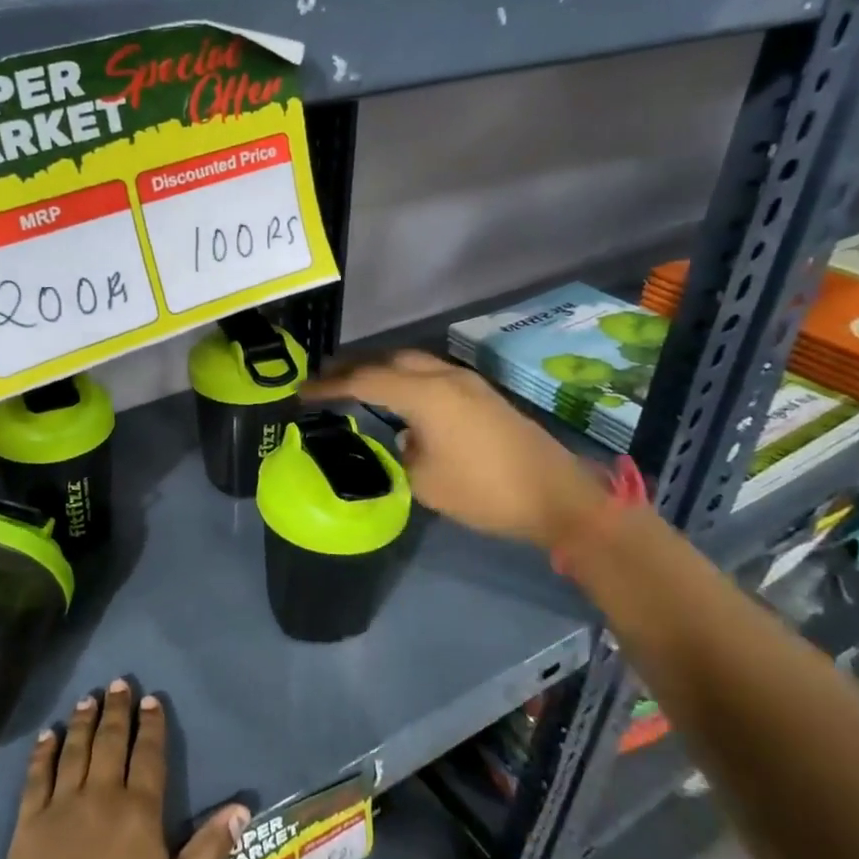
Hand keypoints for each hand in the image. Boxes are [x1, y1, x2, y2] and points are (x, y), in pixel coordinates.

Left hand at [0, 680, 248, 858]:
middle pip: (110, 741)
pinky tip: (48, 735)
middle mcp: (101, 795)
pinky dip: (43, 752)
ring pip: (75, 750)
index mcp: (139, 811)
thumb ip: (209, 849)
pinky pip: (38, 775)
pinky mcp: (30, 821)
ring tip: (88, 698)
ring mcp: (62, 805)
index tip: (151, 699)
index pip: (148, 755)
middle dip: (116, 710)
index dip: (151, 725)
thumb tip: (241, 808)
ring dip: (83, 721)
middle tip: (118, 683)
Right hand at [304, 349, 606, 548]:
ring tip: (356, 385)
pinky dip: (407, 380)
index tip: (302, 393)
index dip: (330, 386)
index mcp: (426, 395)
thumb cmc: (484, 492)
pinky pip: (433, 375)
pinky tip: (400, 399)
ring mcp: (468, 383)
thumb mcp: (425, 482)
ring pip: (414, 364)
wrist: (557, 497)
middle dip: (354, 368)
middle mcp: (446, 377)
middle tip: (325, 381)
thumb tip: (406, 437)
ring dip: (383, 371)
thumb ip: (403, 452)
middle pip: (389, 361)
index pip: (365, 381)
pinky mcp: (483, 395)